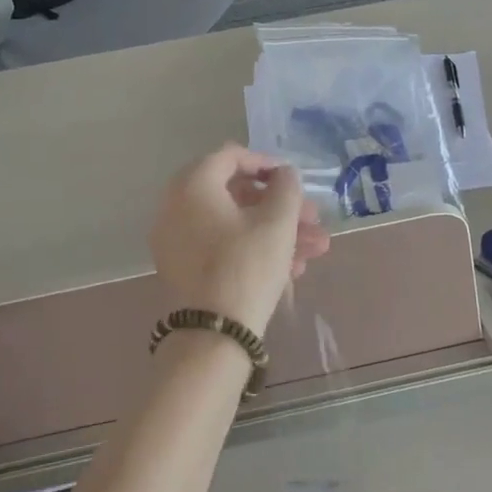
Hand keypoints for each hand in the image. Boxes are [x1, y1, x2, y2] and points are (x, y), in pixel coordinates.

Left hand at [149, 144, 328, 334]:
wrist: (212, 334)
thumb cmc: (246, 266)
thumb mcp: (277, 223)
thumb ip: (286, 188)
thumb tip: (284, 174)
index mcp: (193, 185)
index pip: (231, 156)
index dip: (267, 163)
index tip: (293, 180)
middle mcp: (176, 205)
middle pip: (236, 194)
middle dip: (280, 207)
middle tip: (313, 220)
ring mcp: (176, 239)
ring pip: (233, 224)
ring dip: (276, 232)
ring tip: (315, 250)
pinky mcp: (182, 267)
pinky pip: (221, 245)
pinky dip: (253, 249)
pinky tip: (292, 269)